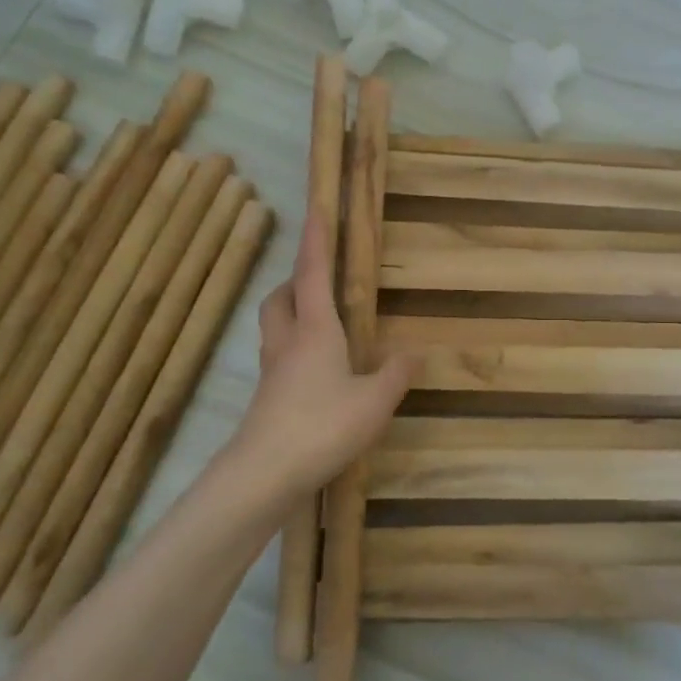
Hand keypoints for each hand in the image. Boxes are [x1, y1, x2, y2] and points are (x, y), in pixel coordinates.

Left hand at [226, 214, 412, 497]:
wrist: (264, 473)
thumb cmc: (323, 426)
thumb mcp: (374, 401)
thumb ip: (396, 373)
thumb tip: (416, 351)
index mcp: (315, 330)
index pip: (313, 273)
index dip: (317, 239)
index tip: (317, 207)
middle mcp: (288, 341)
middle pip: (281, 296)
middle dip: (295, 279)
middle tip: (317, 278)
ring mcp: (272, 371)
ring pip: (274, 325)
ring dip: (289, 310)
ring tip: (317, 319)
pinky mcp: (267, 398)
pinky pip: (278, 355)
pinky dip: (293, 347)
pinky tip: (315, 369)